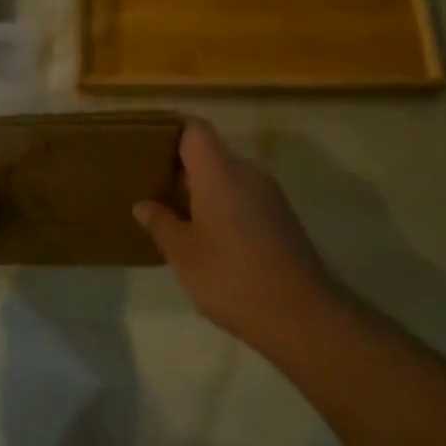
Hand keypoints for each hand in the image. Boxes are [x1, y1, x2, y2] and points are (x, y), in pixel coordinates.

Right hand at [134, 118, 342, 342]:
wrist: (301, 315)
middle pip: (210, 153)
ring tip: (172, 215)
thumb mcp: (183, 254)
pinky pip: (243, 197)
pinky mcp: (280, 217)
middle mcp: (248, 173)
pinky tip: (205, 237)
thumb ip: (161, 223)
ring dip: (201, 191)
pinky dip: (221, 206)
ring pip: (227, 177)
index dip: (170, 132)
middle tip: (150, 188)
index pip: (194, 130)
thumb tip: (143, 205)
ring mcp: (269, 195)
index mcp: (220, 172)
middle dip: (180, 168)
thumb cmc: (231, 277)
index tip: (146, 148)